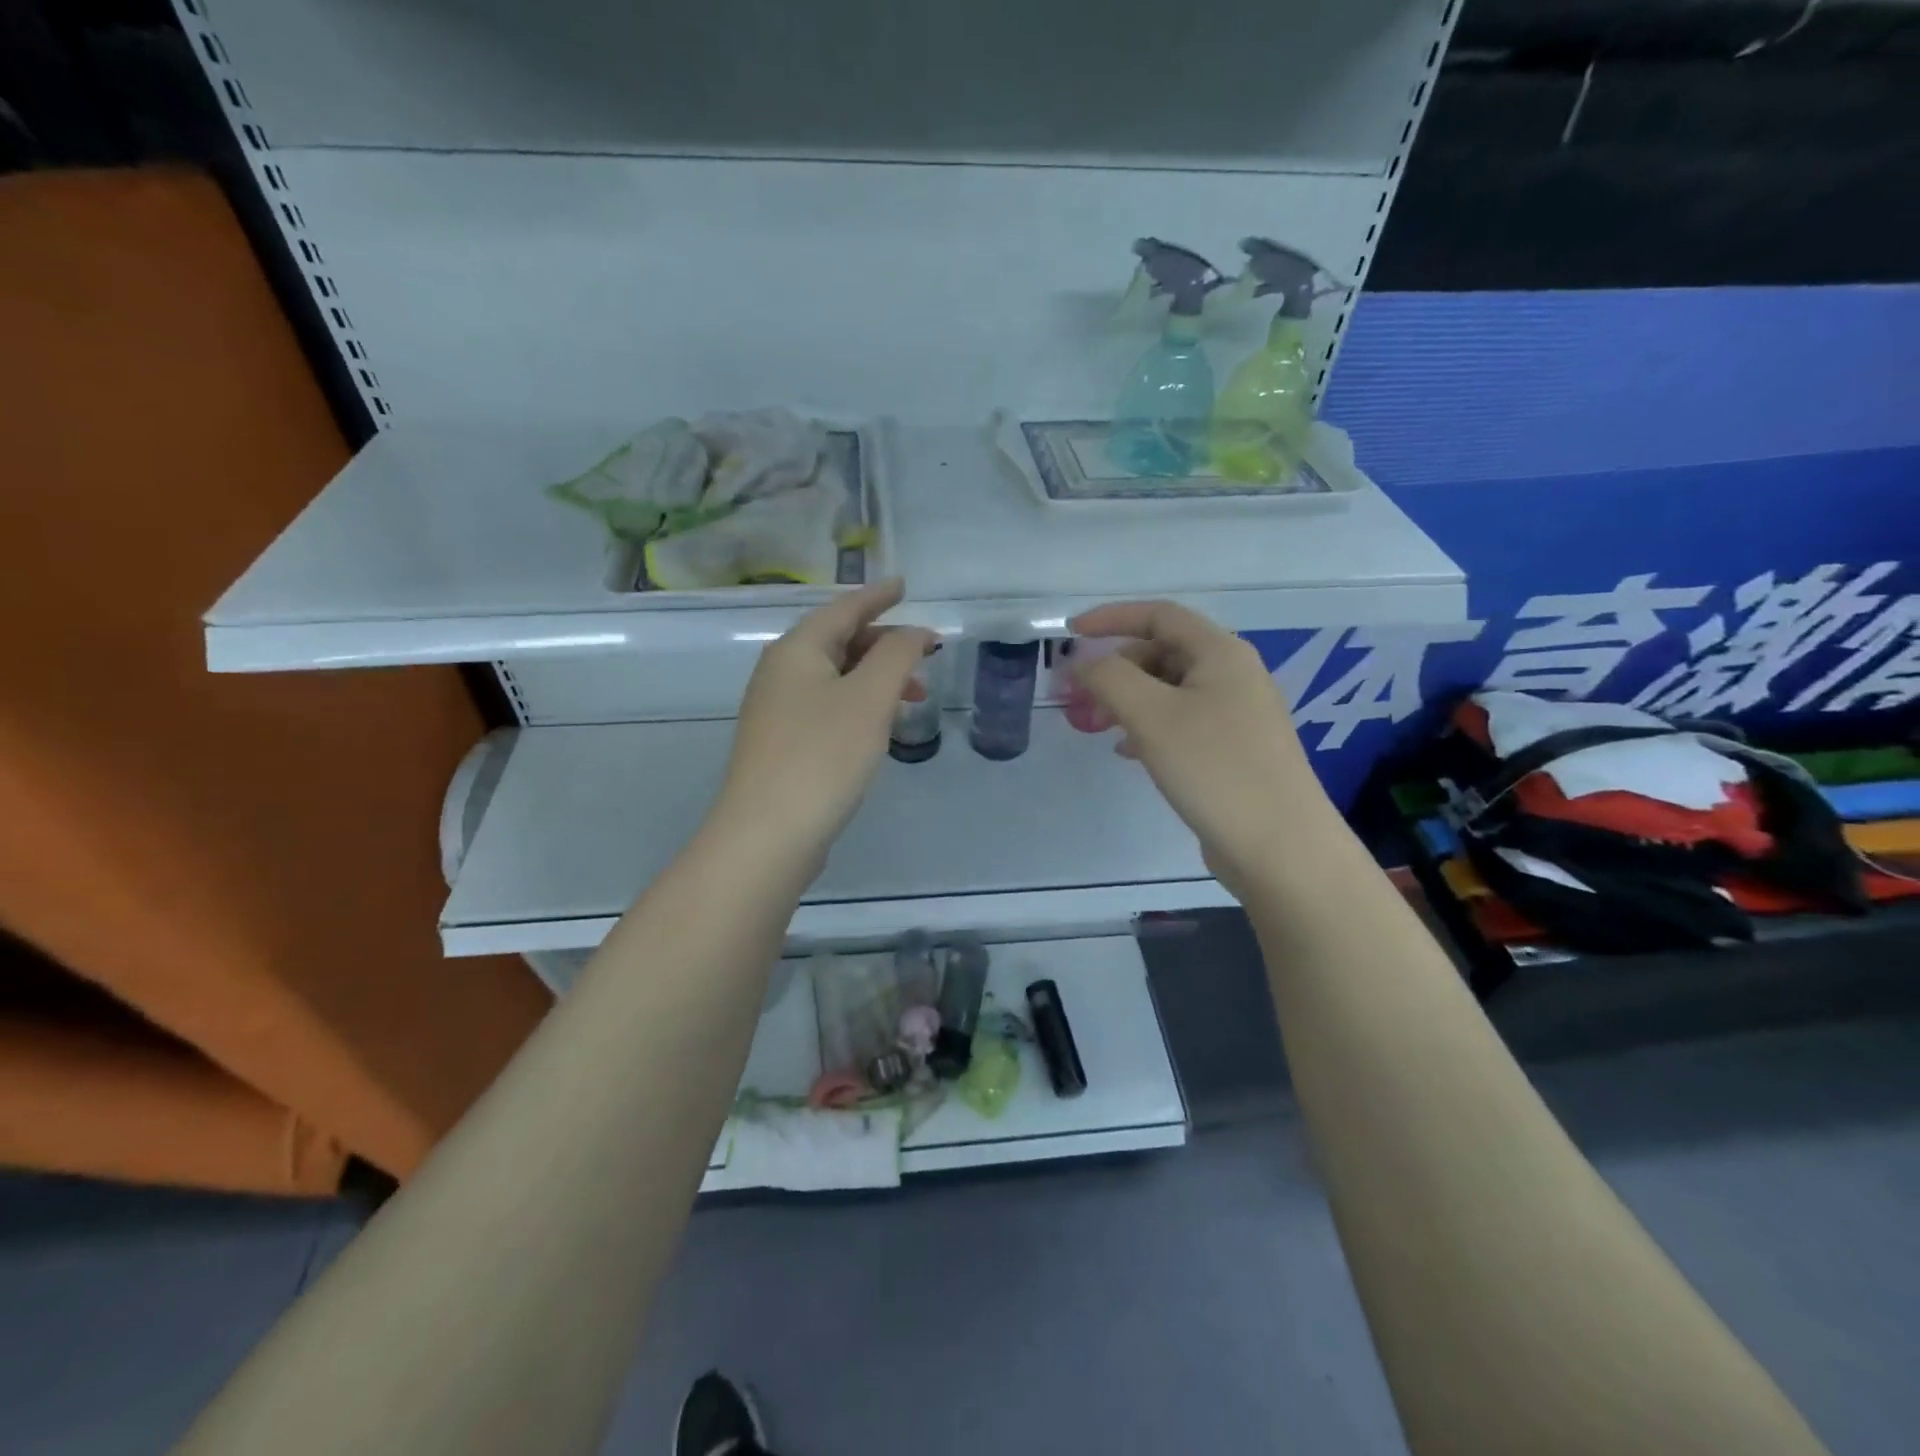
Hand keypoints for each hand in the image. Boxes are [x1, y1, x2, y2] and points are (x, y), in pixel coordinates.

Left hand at [714, 579, 935, 865]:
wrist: (767, 834)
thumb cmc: (823, 756)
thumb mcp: (870, 698)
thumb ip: (897, 656)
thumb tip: (915, 633)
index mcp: (797, 650)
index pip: (843, 608)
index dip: (878, 596)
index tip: (905, 585)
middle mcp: (780, 672)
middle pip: (837, 641)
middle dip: (884, 644)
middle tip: (924, 655)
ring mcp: (776, 710)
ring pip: (834, 677)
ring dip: (875, 678)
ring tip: (913, 697)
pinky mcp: (781, 744)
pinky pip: (827, 706)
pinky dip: (858, 704)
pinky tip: (877, 727)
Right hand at [1070, 601, 1337, 896]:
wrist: (1280, 847)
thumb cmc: (1214, 769)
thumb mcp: (1152, 716)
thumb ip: (1109, 678)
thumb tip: (1081, 662)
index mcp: (1220, 653)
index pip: (1159, 615)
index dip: (1111, 618)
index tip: (1070, 634)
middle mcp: (1233, 675)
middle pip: (1162, 652)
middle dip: (1115, 669)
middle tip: (1079, 698)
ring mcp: (1237, 715)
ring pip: (1168, 691)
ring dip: (1127, 700)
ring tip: (1096, 726)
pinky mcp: (1233, 751)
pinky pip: (1181, 722)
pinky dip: (1148, 727)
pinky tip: (1128, 752)